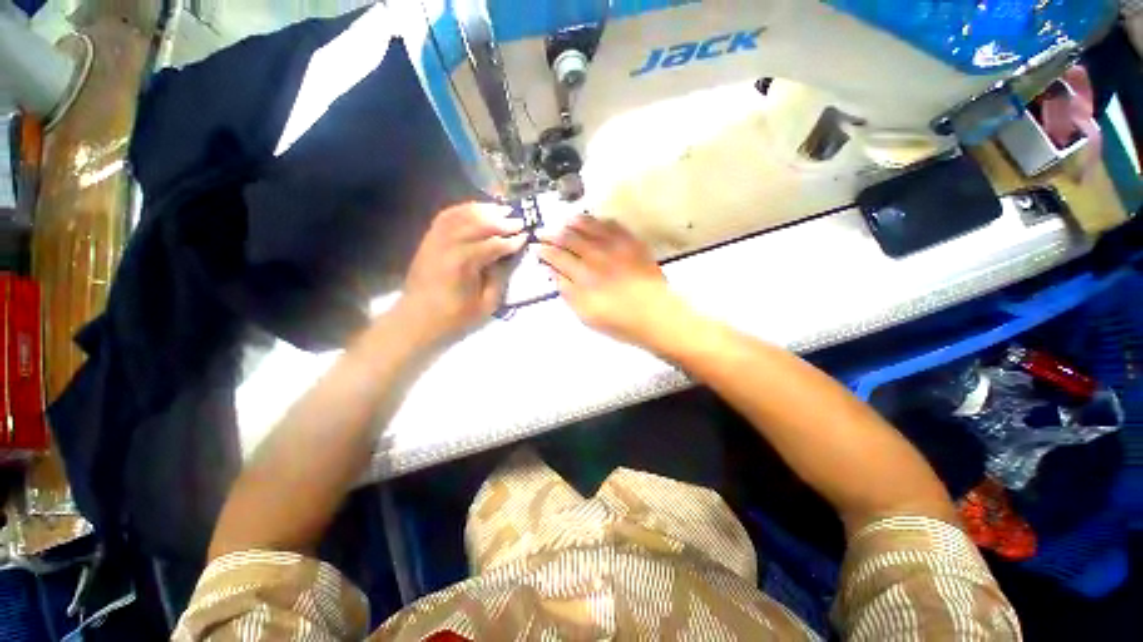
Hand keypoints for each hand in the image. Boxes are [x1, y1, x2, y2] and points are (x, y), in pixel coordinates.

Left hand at [398, 203, 526, 343]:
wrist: (416, 320)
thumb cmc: (454, 318)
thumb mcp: (486, 305)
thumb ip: (499, 278)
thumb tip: (507, 258)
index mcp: (463, 264)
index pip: (493, 245)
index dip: (511, 241)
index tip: (525, 237)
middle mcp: (447, 245)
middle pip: (477, 224)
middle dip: (501, 221)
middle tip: (519, 220)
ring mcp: (435, 240)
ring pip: (461, 215)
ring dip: (483, 210)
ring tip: (501, 210)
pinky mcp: (428, 239)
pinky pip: (446, 216)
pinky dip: (462, 209)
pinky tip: (476, 210)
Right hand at [538, 215, 685, 346]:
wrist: (657, 316)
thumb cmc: (619, 321)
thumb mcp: (586, 314)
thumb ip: (568, 291)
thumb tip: (553, 272)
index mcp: (583, 274)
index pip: (557, 256)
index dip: (544, 251)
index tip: (536, 248)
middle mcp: (596, 255)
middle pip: (570, 237)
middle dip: (553, 233)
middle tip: (544, 231)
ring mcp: (616, 246)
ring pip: (590, 226)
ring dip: (574, 222)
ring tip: (566, 221)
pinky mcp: (633, 243)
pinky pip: (613, 225)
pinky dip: (600, 222)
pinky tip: (596, 222)